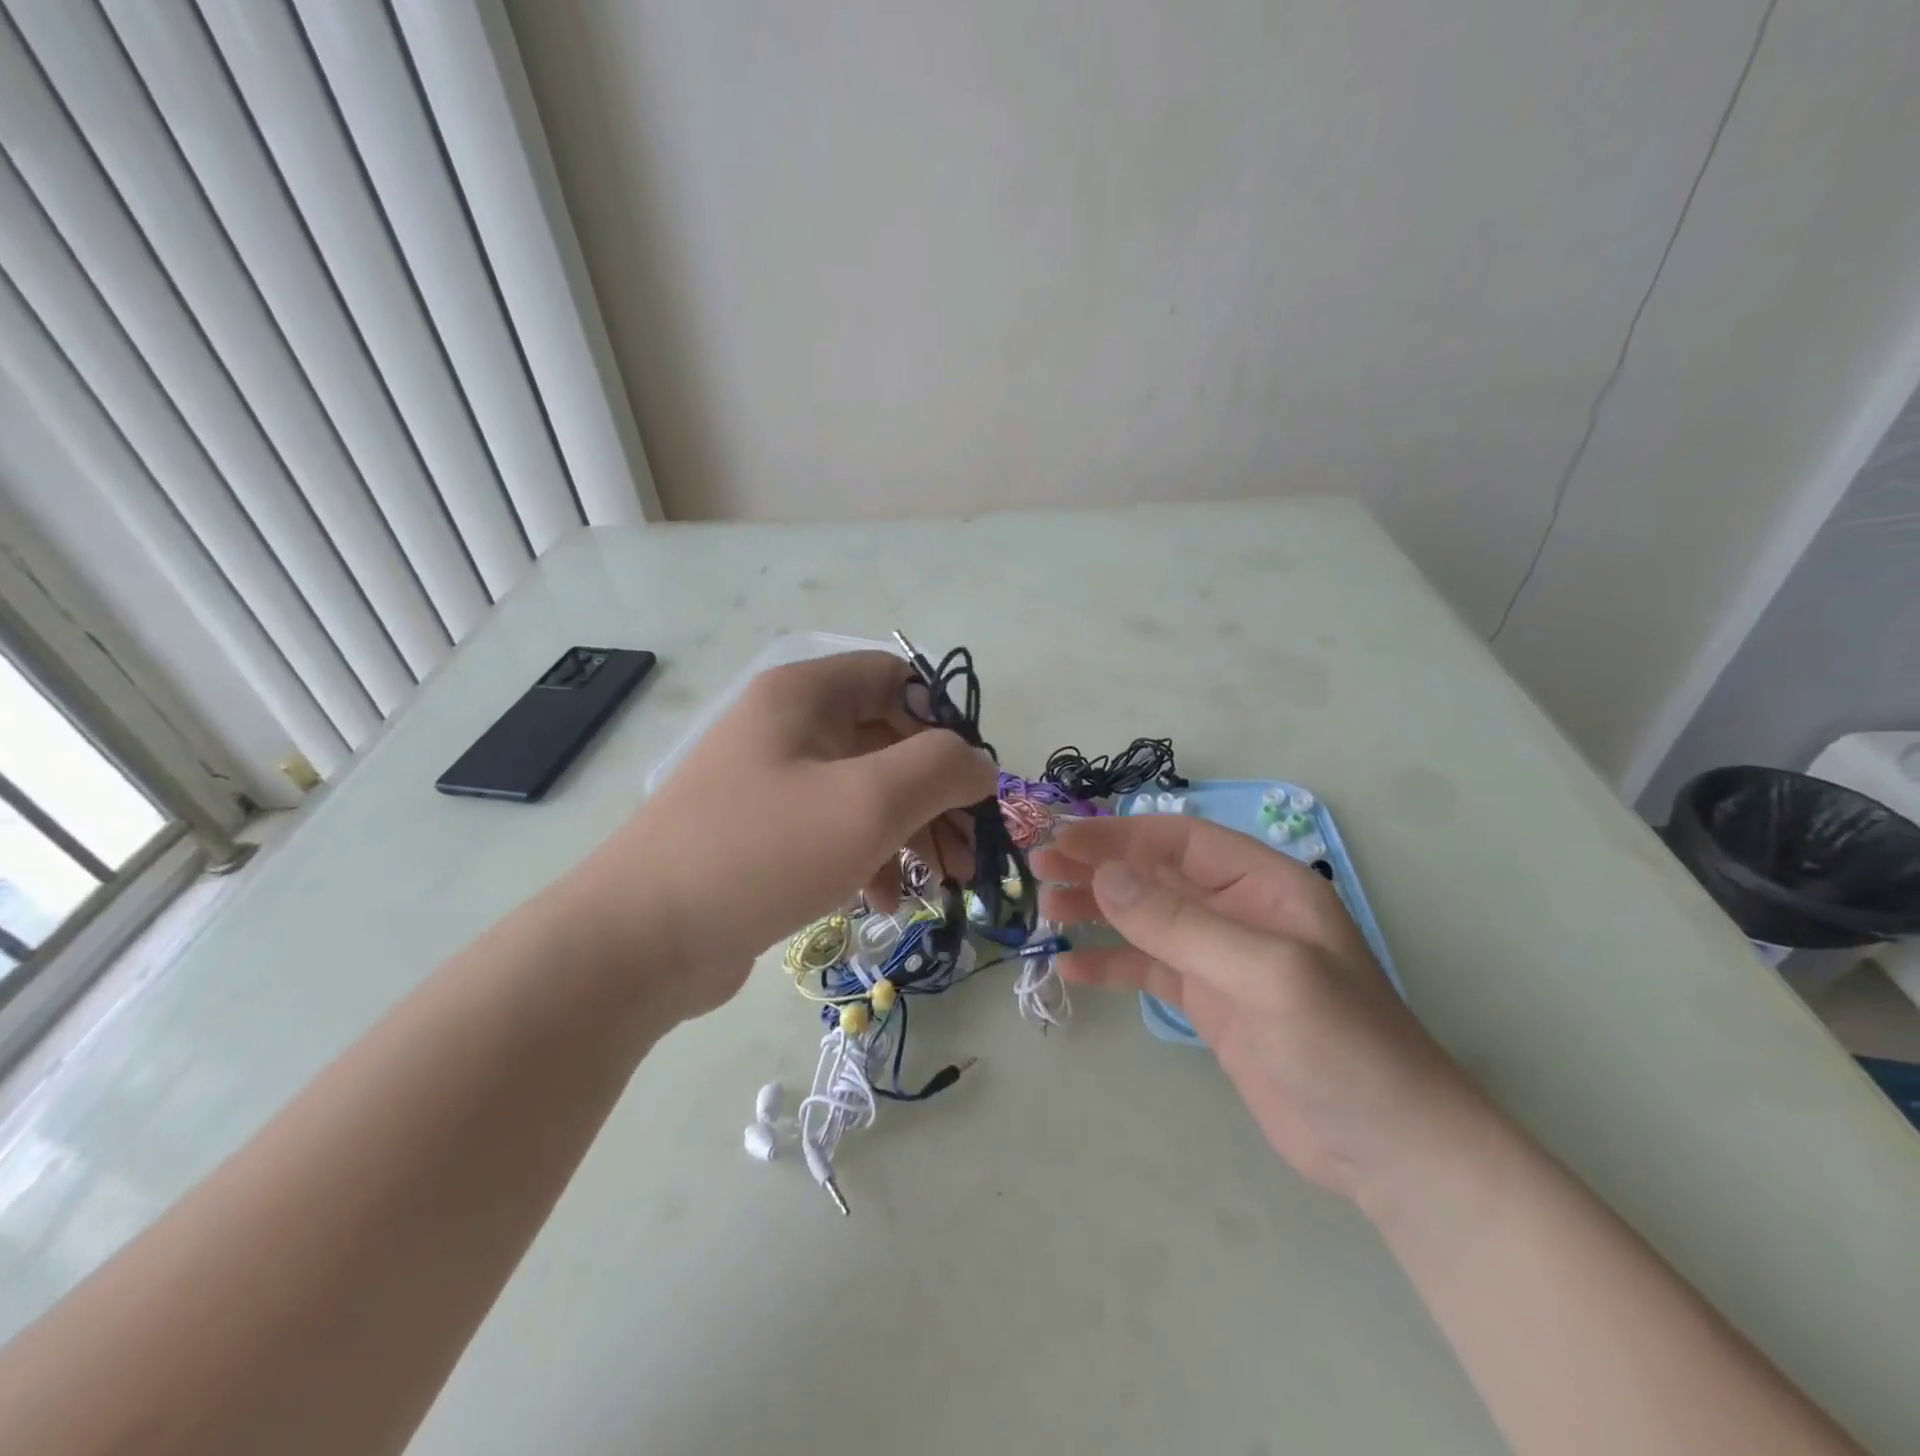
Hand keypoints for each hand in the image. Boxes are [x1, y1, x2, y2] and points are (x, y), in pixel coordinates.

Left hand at [561, 652, 995, 1022]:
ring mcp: (770, 781)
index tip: (970, 779)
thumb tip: (979, 763)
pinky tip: (885, 901)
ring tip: (939, 883)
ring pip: (865, 790)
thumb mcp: (868, 802)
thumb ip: (940, 769)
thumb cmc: (762, 852)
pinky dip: (869, 857)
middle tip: (967, 851)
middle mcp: (786, 726)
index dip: (943, 722)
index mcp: (804, 694)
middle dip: (935, 795)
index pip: (896, 679)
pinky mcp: (762, 834)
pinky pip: (834, 829)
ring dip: (910, 832)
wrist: (640, 940)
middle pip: (887, 741)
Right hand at [1034, 816, 1486, 1200]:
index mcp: (1263, 884)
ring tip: (1045, 911)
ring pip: (1145, 920)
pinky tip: (1071, 968)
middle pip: (1155, 875)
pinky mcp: (1209, 1004)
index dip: (1118, 836)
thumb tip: (1104, 875)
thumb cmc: (1343, 1046)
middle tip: (1038, 870)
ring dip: (1096, 911)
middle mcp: (1238, 911)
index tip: (1062, 840)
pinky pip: (1148, 971)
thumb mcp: (1266, 974)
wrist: (1390, 1151)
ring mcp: (1221, 959)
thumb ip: (1182, 923)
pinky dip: (1110, 965)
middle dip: (1097, 868)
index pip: (1178, 840)